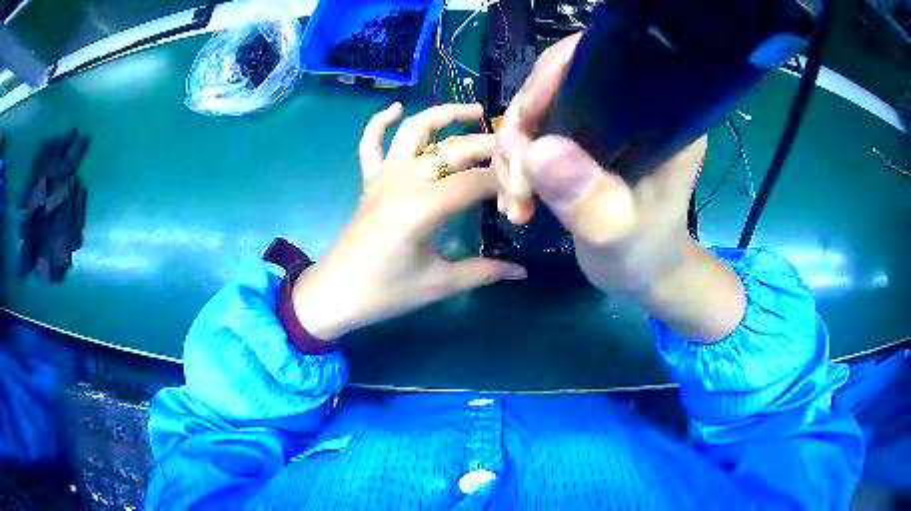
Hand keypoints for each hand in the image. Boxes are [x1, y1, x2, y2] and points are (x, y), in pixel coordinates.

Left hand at [292, 103, 526, 340]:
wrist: (336, 293)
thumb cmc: (386, 292)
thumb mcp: (439, 284)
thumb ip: (484, 271)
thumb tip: (522, 272)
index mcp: (423, 206)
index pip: (477, 182)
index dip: (506, 185)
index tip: (526, 195)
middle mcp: (404, 180)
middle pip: (454, 150)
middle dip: (490, 147)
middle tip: (517, 150)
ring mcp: (384, 175)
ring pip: (415, 130)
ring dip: (445, 115)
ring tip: (474, 111)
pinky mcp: (369, 180)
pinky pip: (371, 143)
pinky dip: (379, 122)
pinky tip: (396, 108)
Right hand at [495, 34, 744, 341]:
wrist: (643, 273)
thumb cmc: (644, 254)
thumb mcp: (618, 232)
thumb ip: (587, 196)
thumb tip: (537, 151)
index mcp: (657, 112)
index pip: (600, 59)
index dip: (554, 74)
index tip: (526, 120)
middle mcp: (628, 103)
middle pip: (556, 81)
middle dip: (523, 128)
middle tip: (517, 183)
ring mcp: (602, 118)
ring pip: (537, 108)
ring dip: (513, 153)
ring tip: (515, 203)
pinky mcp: (582, 136)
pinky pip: (533, 131)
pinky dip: (516, 162)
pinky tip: (516, 198)